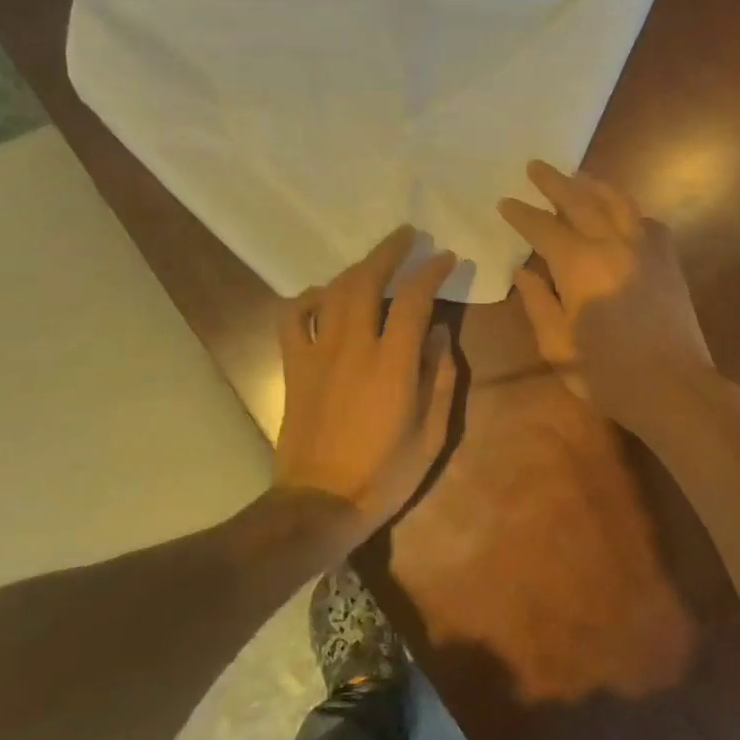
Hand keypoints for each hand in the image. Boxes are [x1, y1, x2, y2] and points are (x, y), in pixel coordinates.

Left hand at [274, 227, 459, 536]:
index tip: (445, 257)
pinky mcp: (293, 367)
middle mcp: (353, 347)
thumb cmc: (384, 475)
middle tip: (408, 235)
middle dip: (389, 251)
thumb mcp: (432, 434)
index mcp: (392, 364)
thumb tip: (438, 333)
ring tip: (374, 261)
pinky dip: (307, 299)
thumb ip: (440, 378)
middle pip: (366, 280)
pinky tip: (322, 297)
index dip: (431, 271)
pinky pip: (293, 319)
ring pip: (332, 292)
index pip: (413, 298)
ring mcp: (317, 354)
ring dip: (356, 268)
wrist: (320, 504)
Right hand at [498, 161, 712, 430]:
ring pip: (618, 202)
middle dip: (554, 182)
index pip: (543, 228)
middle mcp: (613, 244)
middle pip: (580, 200)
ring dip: (594, 184)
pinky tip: (621, 213)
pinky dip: (628, 210)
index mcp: (579, 265)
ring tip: (577, 175)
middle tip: (535, 166)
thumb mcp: (558, 345)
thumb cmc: (608, 373)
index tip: (505, 202)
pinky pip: (645, 221)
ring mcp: (646, 248)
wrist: (674, 387)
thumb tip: (524, 272)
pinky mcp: (668, 259)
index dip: (521, 214)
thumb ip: (538, 303)